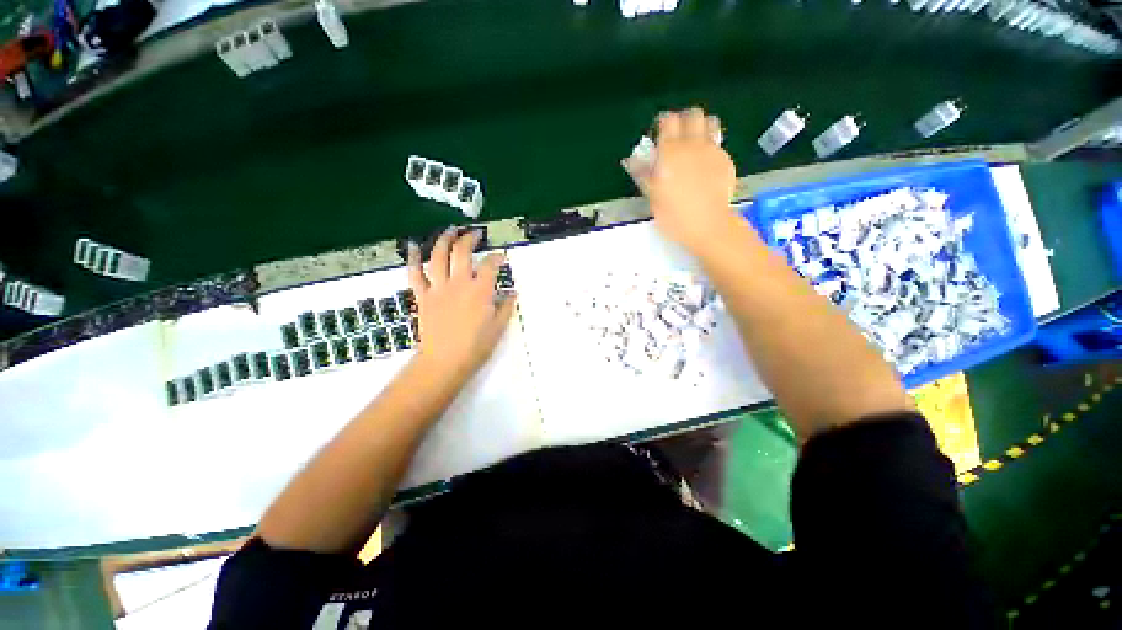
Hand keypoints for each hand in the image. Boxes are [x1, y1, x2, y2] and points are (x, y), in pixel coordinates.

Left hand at [407, 228, 516, 383]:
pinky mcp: (423, 296)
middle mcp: (459, 283)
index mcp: (480, 291)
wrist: (445, 362)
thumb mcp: (498, 327)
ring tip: (450, 230)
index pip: (490, 265)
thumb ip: (506, 307)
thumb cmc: (476, 346)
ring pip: (438, 256)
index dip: (497, 257)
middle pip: (462, 252)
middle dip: (469, 238)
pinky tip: (415, 246)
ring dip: (444, 240)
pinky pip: (415, 273)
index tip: (501, 256)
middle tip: (475, 234)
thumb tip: (512, 293)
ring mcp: (438, 288)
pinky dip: (414, 259)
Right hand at [623, 107, 738, 250]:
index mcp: (670, 151)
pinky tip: (705, 166)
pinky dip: (710, 148)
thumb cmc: (674, 214)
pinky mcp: (726, 160)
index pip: (668, 120)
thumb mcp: (653, 196)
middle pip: (692, 115)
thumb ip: (644, 174)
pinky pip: (717, 144)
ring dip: (701, 127)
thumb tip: (633, 160)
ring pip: (710, 122)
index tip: (659, 134)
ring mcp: (712, 150)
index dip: (663, 123)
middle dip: (684, 120)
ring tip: (694, 144)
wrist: (708, 224)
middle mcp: (693, 144)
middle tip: (677, 136)